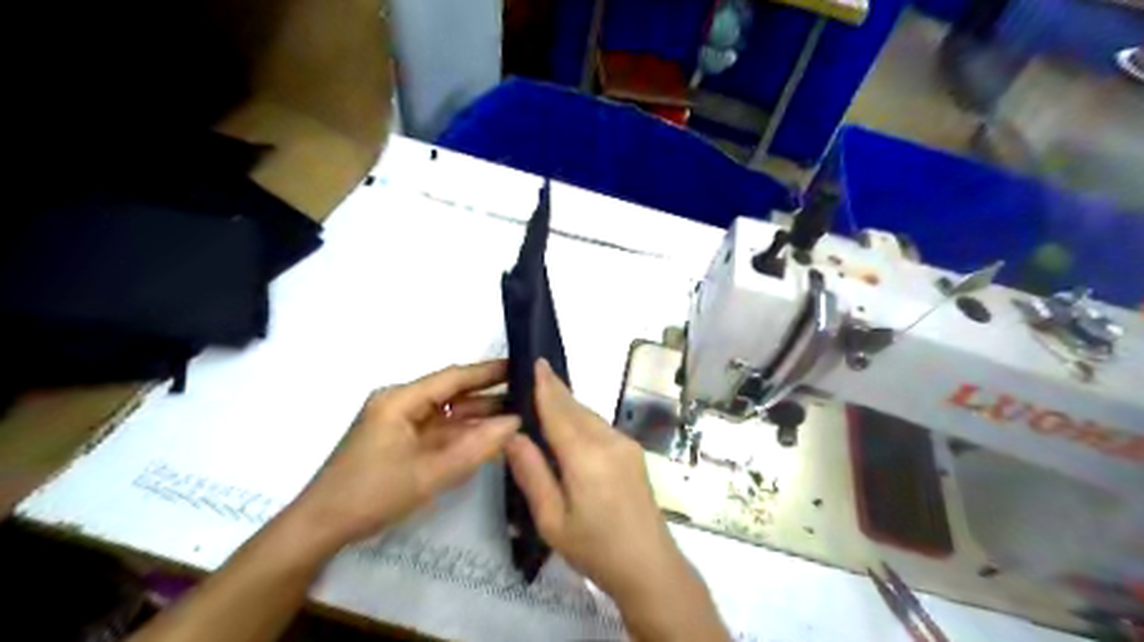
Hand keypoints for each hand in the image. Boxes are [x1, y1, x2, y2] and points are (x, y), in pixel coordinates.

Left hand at [289, 360, 521, 552]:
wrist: (321, 529)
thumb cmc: (371, 494)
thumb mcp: (429, 474)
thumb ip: (475, 448)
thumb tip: (515, 423)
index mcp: (400, 399)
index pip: (453, 377)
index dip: (488, 371)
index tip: (522, 366)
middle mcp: (401, 404)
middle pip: (452, 392)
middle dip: (488, 392)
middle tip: (528, 390)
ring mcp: (400, 423)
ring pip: (448, 412)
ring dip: (478, 414)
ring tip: (519, 412)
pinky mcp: (401, 442)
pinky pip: (440, 431)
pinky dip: (464, 433)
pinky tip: (490, 435)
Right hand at [507, 358, 726, 639]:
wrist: (651, 567)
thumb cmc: (595, 549)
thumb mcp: (552, 520)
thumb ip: (531, 473)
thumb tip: (512, 435)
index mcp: (585, 456)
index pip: (559, 410)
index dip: (546, 385)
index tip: (536, 360)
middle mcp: (609, 441)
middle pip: (576, 408)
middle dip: (555, 392)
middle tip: (532, 378)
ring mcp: (626, 445)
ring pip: (590, 416)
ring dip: (568, 407)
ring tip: (545, 404)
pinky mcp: (634, 453)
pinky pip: (601, 428)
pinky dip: (582, 422)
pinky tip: (570, 432)